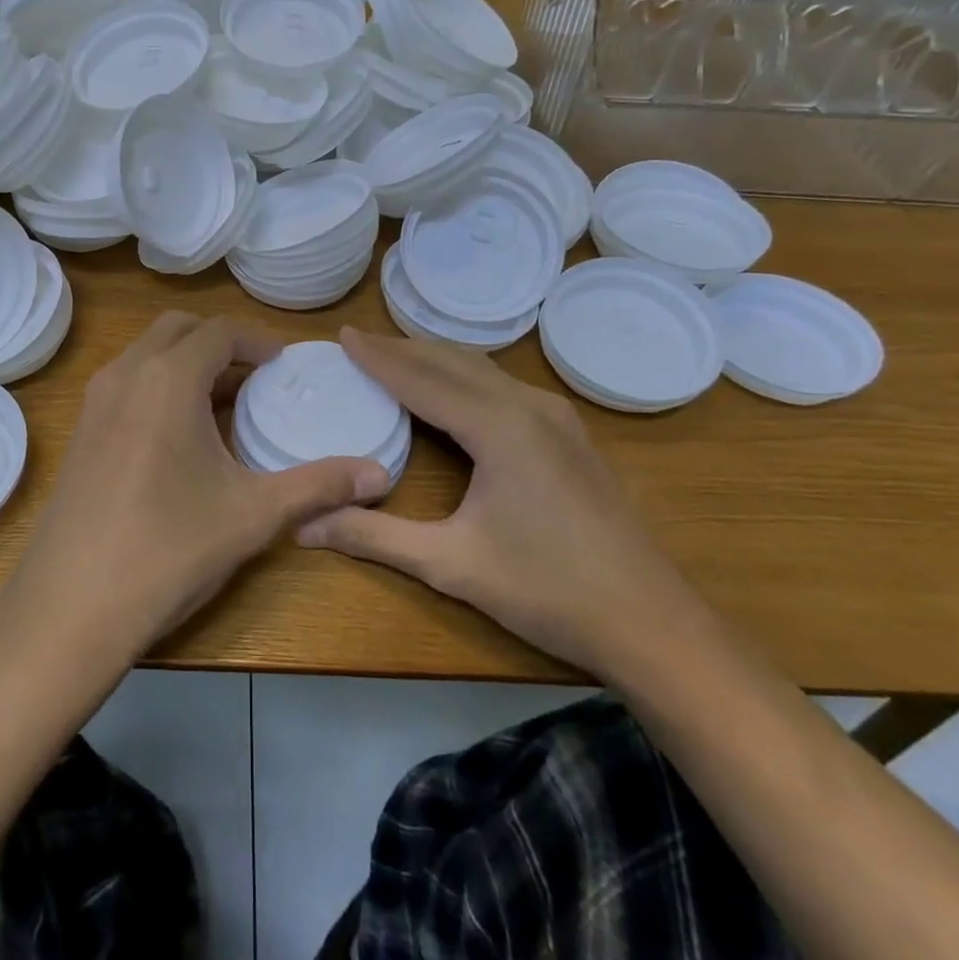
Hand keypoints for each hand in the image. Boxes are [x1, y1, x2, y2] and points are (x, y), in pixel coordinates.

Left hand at [11, 312, 391, 655]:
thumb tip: (381, 476)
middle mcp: (126, 375)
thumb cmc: (169, 550)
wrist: (70, 606)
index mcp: (168, 379)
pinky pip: (126, 383)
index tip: (282, 363)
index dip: (255, 340)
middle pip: (177, 329)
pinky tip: (180, 436)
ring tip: (222, 402)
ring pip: (146, 354)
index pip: (218, 331)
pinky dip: (157, 384)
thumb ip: (318, 486)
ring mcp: (95, 402)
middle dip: (219, 341)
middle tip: (254, 376)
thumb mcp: (252, 515)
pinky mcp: (80, 431)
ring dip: (185, 361)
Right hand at [298, 327, 691, 674]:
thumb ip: (375, 538)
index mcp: (499, 427)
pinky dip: (466, 378)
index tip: (342, 336)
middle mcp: (530, 407)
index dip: (379, 358)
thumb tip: (305, 527)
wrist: (653, 624)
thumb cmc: (548, 591)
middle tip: (359, 343)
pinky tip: (453, 393)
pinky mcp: (571, 436)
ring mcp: (558, 419)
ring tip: (396, 358)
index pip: (422, 379)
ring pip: (484, 370)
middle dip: (403, 349)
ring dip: (436, 360)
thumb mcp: (451, 565)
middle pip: (454, 362)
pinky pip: (505, 387)